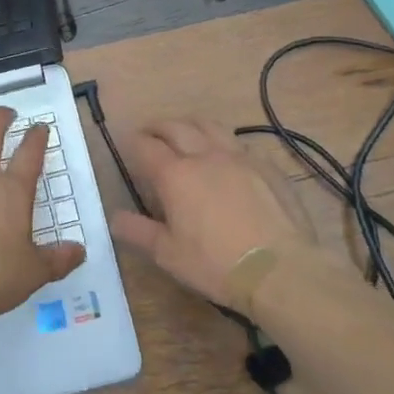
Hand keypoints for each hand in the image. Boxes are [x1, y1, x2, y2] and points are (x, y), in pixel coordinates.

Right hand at [109, 118, 317, 306]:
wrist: (280, 269)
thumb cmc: (216, 264)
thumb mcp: (168, 255)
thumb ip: (139, 232)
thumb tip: (114, 217)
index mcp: (175, 175)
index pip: (146, 146)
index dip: (133, 142)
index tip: (128, 143)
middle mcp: (204, 155)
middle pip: (176, 127)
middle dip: (158, 126)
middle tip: (151, 132)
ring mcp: (239, 156)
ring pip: (210, 126)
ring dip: (191, 124)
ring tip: (187, 132)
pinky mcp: (267, 165)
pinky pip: (241, 144)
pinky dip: (226, 144)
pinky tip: (228, 156)